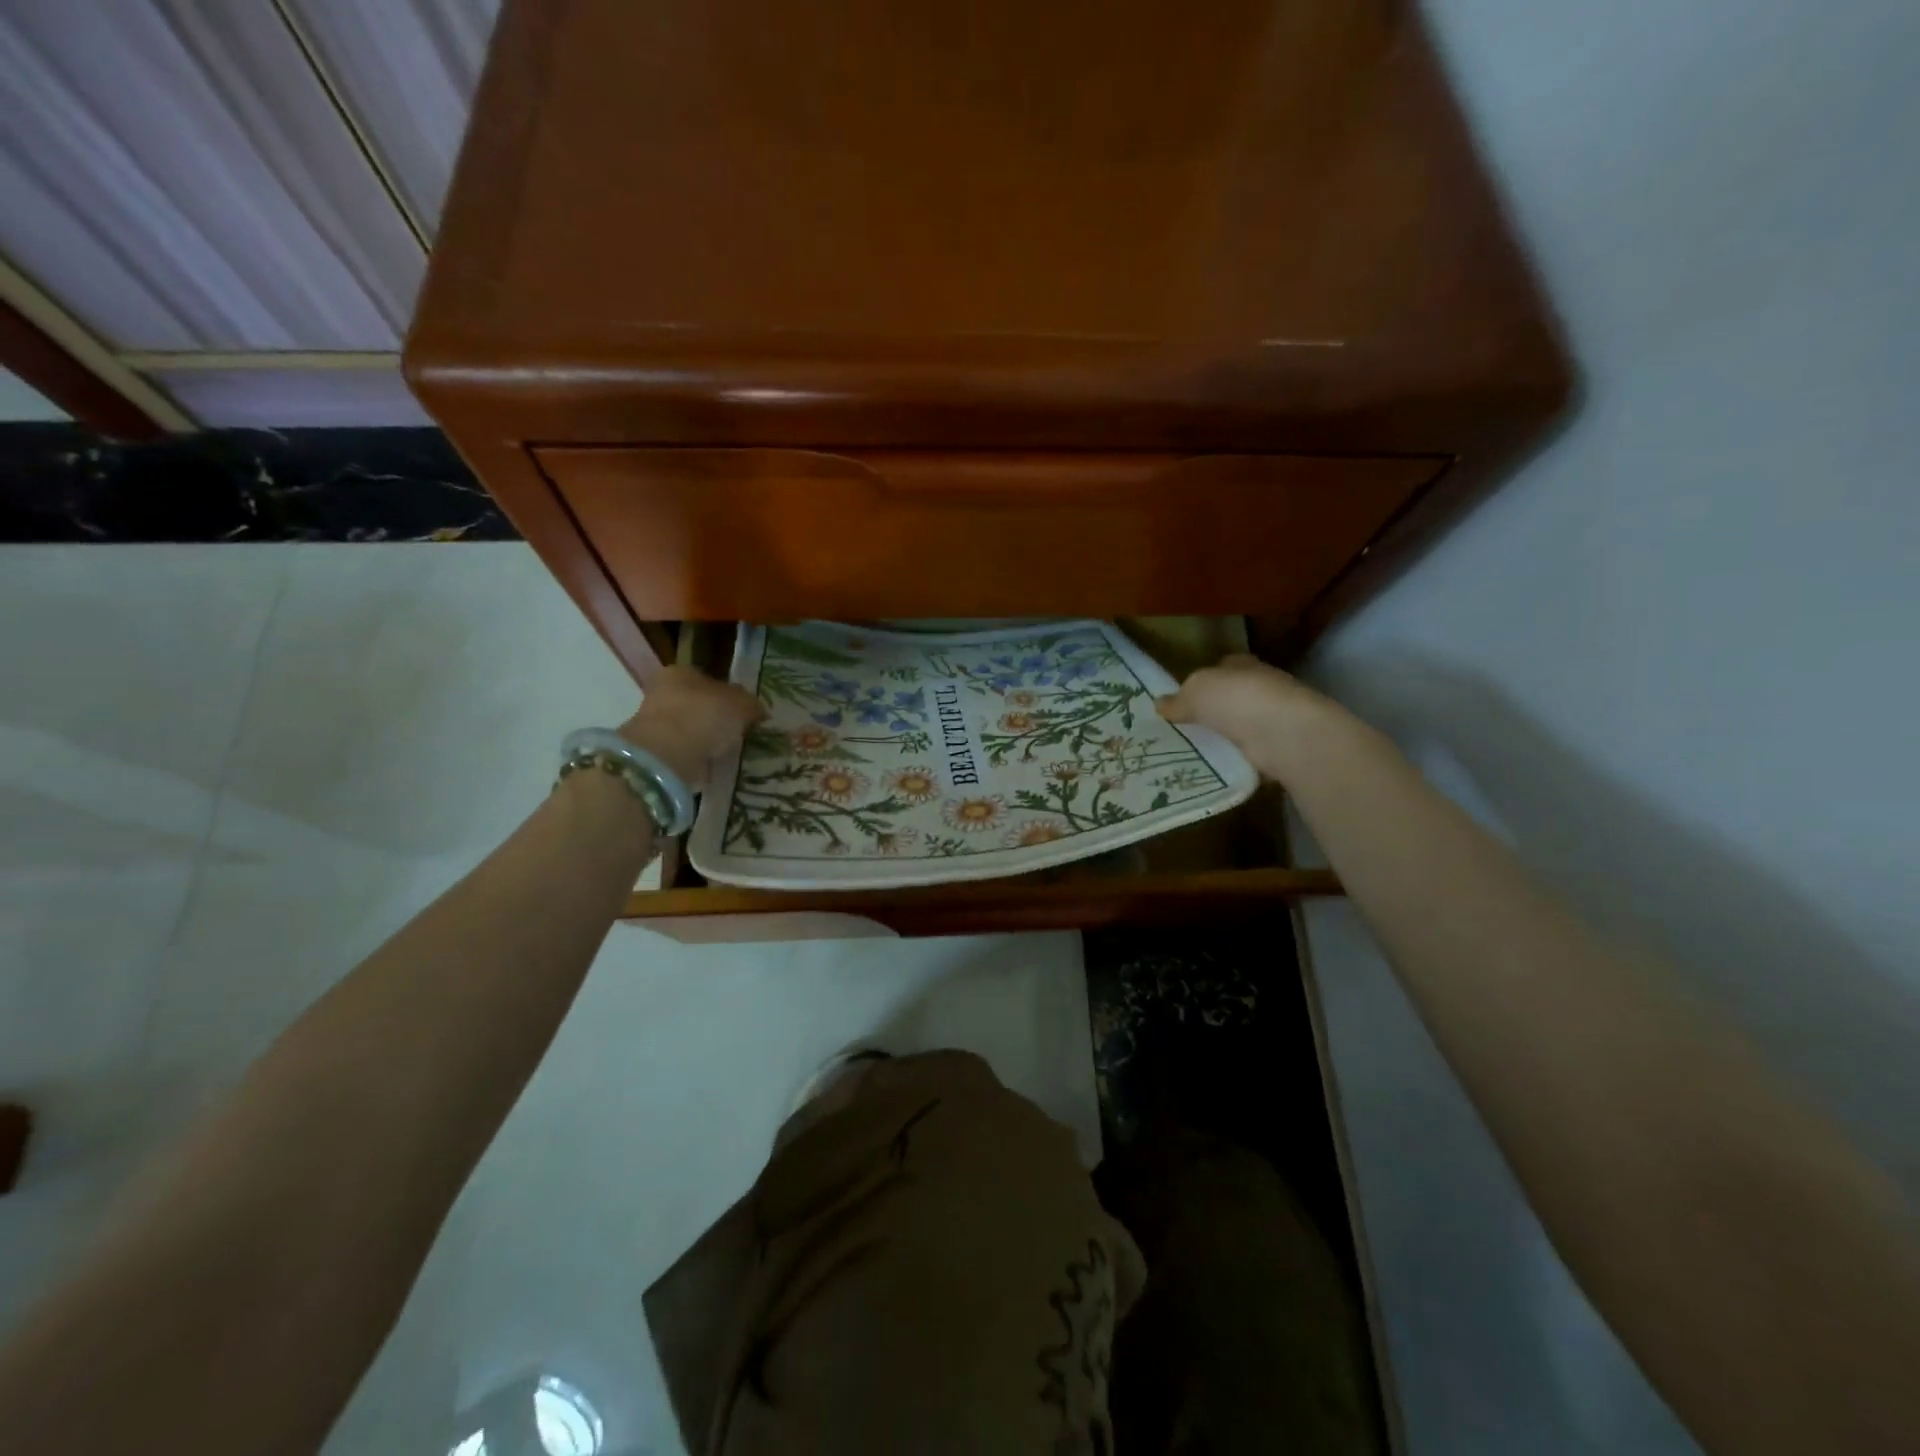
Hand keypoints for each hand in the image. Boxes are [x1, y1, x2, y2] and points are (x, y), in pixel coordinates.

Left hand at [618, 667, 764, 789]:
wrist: (667, 755)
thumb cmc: (705, 716)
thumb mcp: (742, 704)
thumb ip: (751, 704)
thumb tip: (757, 710)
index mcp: (682, 671)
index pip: (710, 679)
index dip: (730, 695)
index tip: (745, 713)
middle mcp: (663, 691)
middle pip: (698, 703)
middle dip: (717, 717)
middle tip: (739, 733)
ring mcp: (654, 722)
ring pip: (690, 728)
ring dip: (707, 739)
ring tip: (729, 751)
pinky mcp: (654, 751)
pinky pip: (684, 750)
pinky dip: (698, 757)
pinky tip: (714, 764)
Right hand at [1156, 655, 1335, 777]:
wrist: (1282, 733)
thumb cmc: (1236, 699)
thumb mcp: (1194, 692)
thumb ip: (1177, 699)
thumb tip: (1159, 704)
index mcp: (1241, 664)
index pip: (1220, 668)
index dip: (1201, 682)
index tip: (1182, 701)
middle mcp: (1260, 686)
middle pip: (1231, 697)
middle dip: (1212, 711)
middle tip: (1184, 729)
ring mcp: (1272, 717)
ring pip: (1241, 725)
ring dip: (1225, 736)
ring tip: (1196, 751)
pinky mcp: (1278, 745)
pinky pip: (1250, 751)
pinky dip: (1237, 757)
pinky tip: (1217, 767)